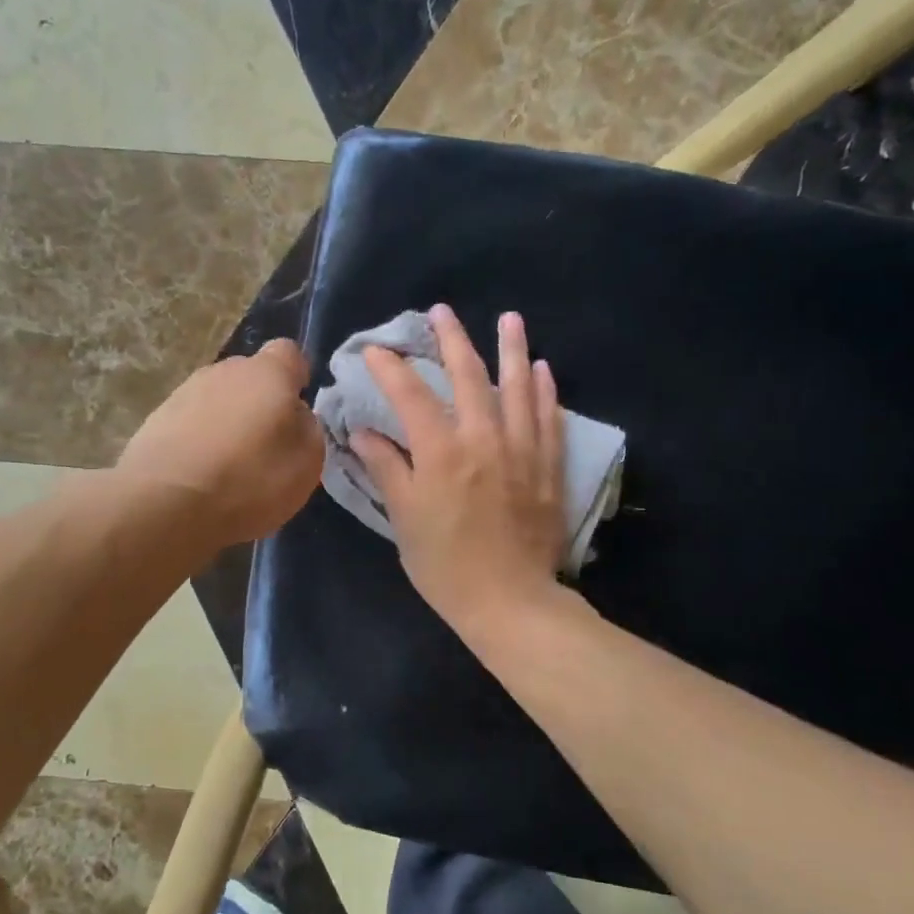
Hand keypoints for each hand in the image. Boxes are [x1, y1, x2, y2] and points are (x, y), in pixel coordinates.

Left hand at [119, 338, 323, 548]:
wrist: (165, 504)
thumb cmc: (249, 480)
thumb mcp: (306, 463)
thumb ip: (307, 428)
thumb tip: (295, 415)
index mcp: (267, 373)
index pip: (289, 353)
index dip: (297, 378)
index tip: (298, 410)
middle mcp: (224, 371)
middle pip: (250, 377)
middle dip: (260, 403)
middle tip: (266, 445)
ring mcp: (184, 392)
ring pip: (218, 400)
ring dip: (227, 423)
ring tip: (230, 467)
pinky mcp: (155, 420)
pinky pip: (190, 423)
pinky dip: (199, 441)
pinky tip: (200, 475)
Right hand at [350, 304, 566, 638]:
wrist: (509, 602)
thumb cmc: (445, 565)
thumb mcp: (405, 519)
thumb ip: (387, 469)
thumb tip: (364, 433)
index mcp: (442, 452)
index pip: (411, 395)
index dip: (391, 368)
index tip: (374, 350)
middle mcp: (484, 439)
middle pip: (468, 377)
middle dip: (453, 340)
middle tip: (442, 312)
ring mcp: (522, 451)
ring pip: (519, 388)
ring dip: (513, 350)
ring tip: (509, 319)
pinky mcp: (548, 469)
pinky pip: (550, 419)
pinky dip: (546, 392)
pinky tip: (544, 370)